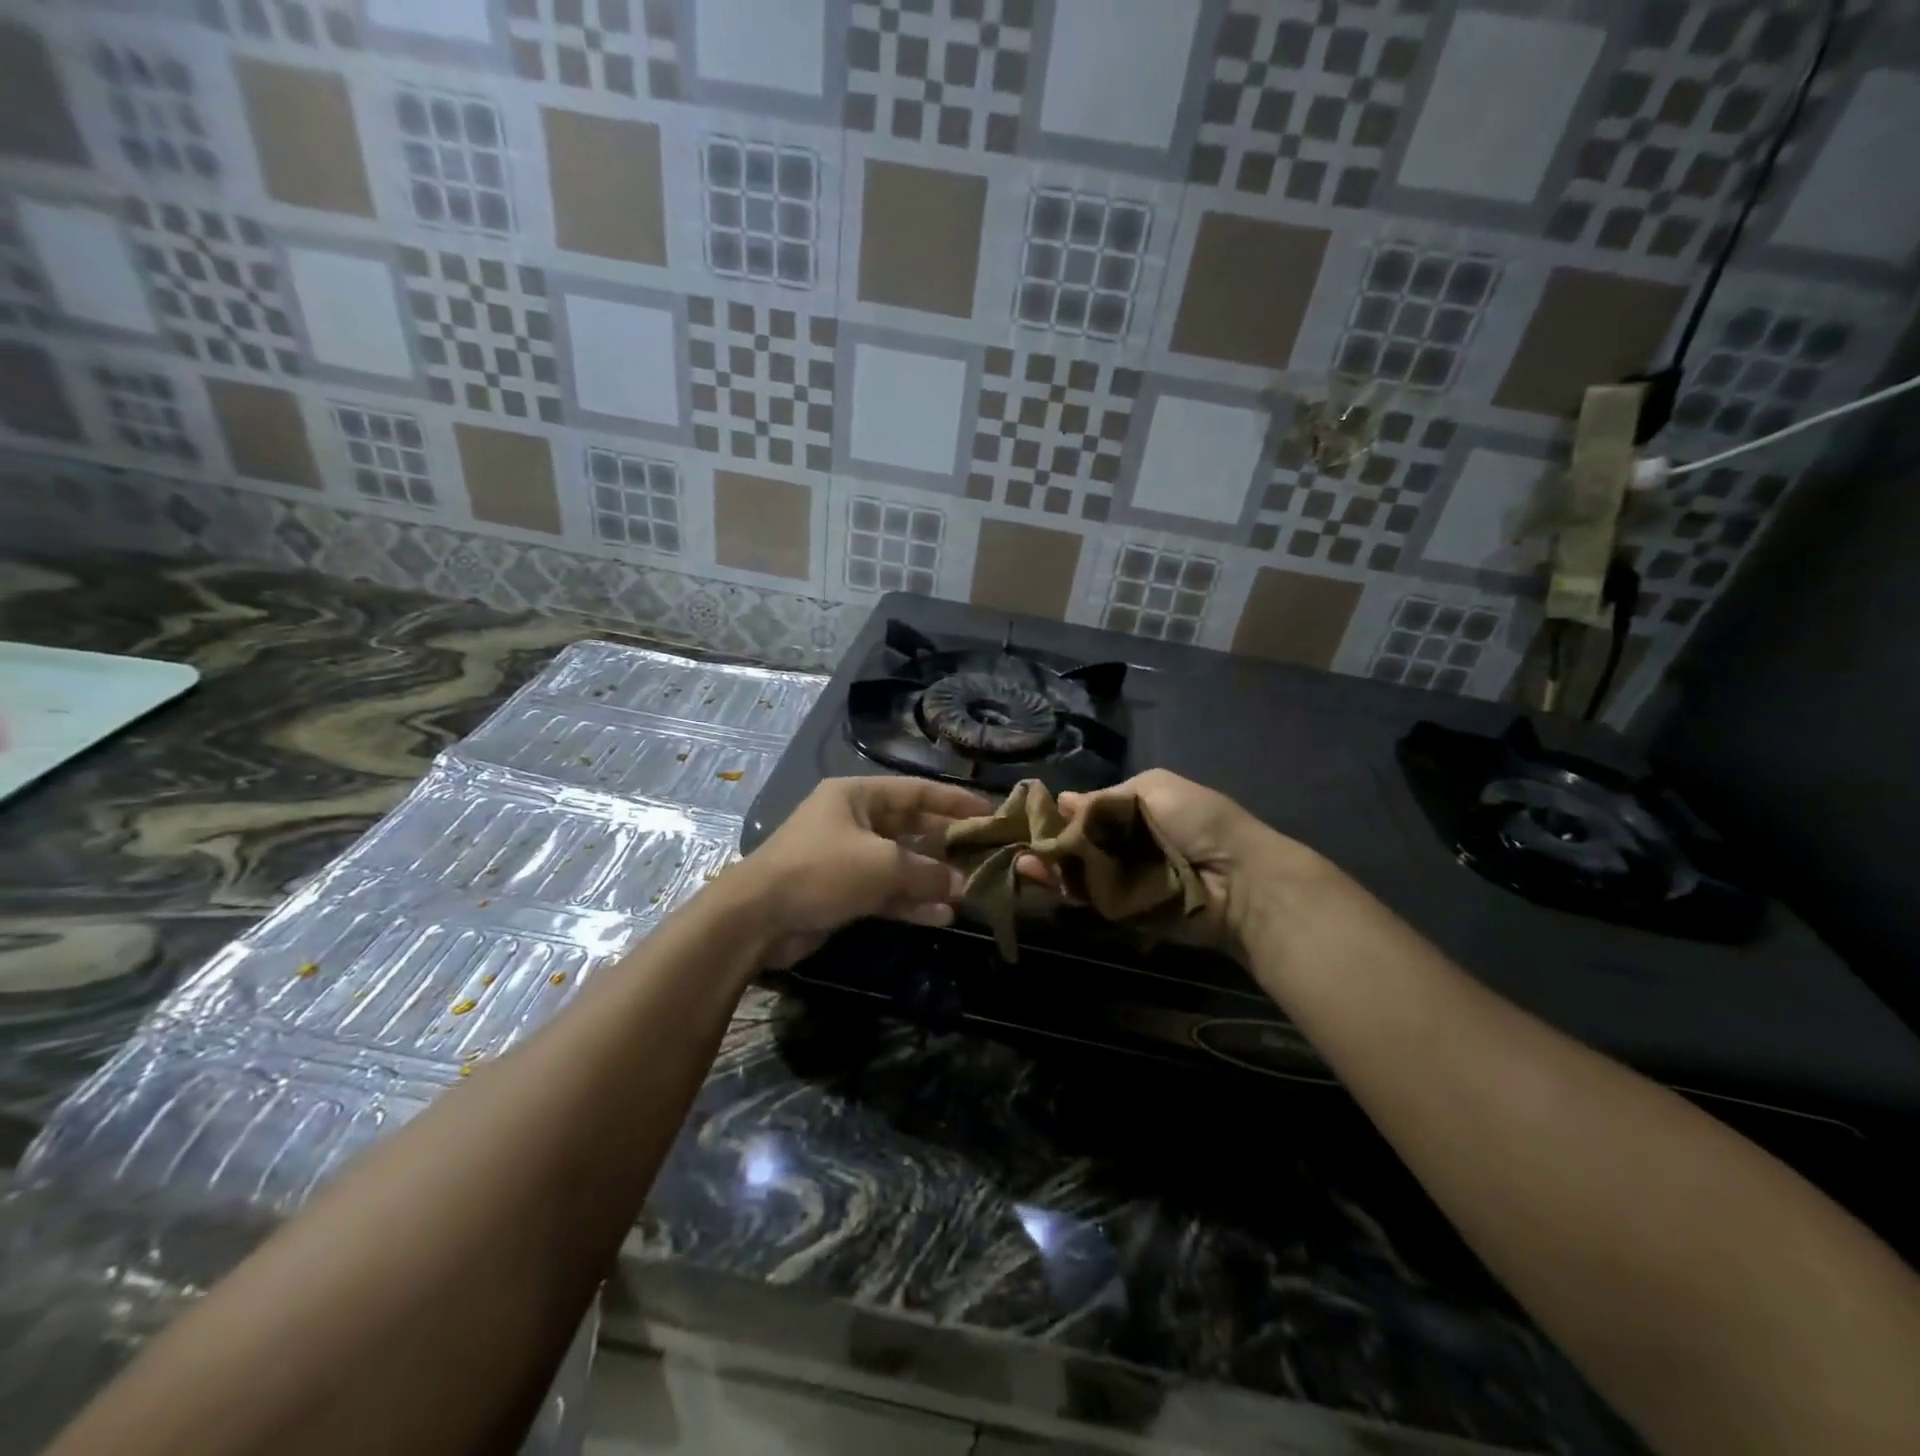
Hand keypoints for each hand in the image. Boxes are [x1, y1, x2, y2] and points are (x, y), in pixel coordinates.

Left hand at [727, 777, 989, 967]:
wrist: (758, 918)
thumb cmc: (822, 871)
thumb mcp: (882, 865)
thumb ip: (927, 872)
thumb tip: (962, 884)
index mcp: (857, 796)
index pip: (916, 791)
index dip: (953, 801)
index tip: (988, 812)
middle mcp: (853, 821)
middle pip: (910, 827)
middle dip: (945, 844)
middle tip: (984, 855)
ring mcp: (847, 858)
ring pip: (900, 863)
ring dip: (931, 878)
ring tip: (968, 891)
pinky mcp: (843, 891)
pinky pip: (885, 891)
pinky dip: (911, 901)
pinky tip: (942, 915)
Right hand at [1024, 769, 1306, 956]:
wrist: (1237, 877)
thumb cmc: (1198, 821)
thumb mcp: (1153, 788)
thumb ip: (1104, 799)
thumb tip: (1063, 801)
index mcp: (1133, 813)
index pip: (1087, 814)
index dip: (1060, 815)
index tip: (1030, 814)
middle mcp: (1124, 846)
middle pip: (1077, 844)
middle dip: (1049, 842)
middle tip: (1016, 840)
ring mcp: (1121, 880)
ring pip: (1076, 871)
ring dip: (1049, 866)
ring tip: (1021, 859)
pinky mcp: (1121, 910)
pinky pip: (1088, 897)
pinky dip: (1063, 888)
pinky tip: (1036, 875)